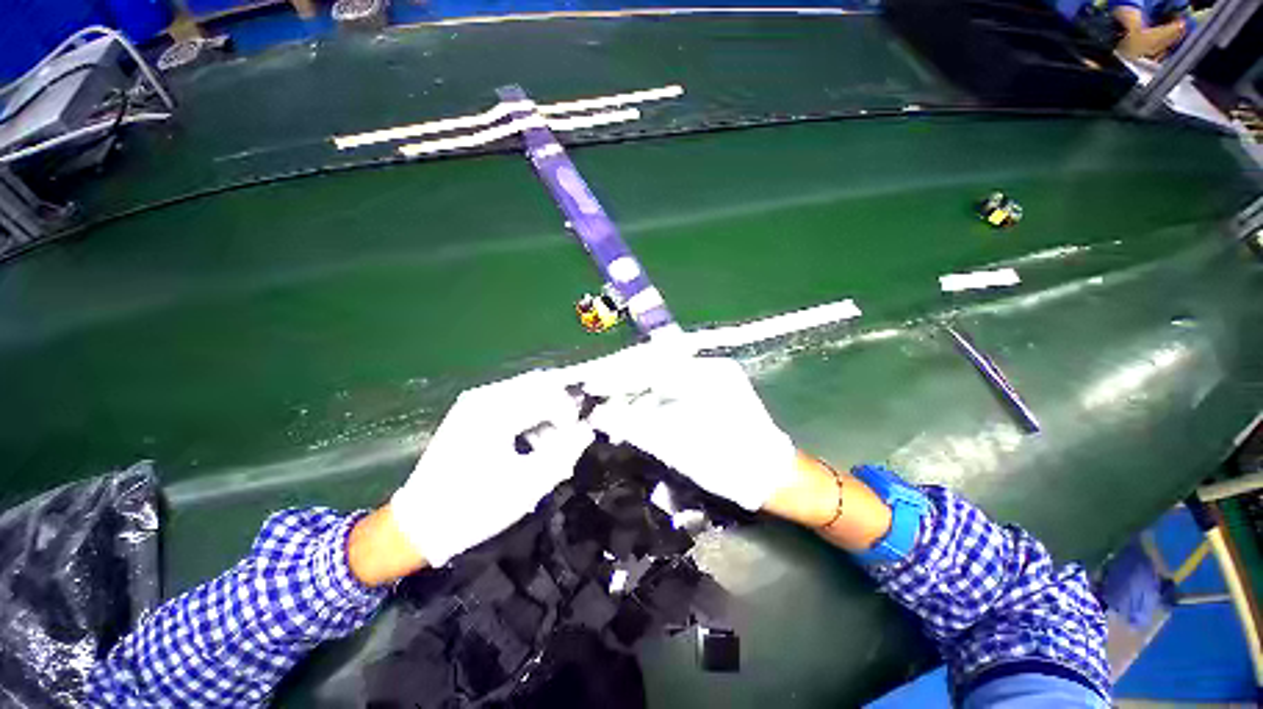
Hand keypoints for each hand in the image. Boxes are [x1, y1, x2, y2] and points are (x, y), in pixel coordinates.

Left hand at [390, 370, 593, 565]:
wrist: (420, 524)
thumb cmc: (475, 507)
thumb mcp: (528, 485)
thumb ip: (565, 452)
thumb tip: (588, 429)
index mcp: (495, 413)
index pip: (549, 396)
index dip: (571, 414)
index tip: (579, 438)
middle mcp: (485, 397)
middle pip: (540, 383)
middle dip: (563, 404)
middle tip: (573, 432)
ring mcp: (476, 401)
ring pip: (528, 390)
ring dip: (548, 410)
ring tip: (552, 444)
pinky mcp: (472, 410)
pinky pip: (514, 400)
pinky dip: (531, 414)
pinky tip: (532, 441)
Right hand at [585, 355, 797, 510]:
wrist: (770, 475)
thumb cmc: (727, 463)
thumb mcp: (675, 446)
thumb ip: (634, 426)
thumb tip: (598, 415)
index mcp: (704, 375)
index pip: (649, 365)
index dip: (617, 376)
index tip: (591, 386)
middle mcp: (708, 366)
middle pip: (653, 364)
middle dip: (622, 380)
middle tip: (597, 394)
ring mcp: (712, 375)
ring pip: (662, 375)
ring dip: (636, 391)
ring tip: (614, 409)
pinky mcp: (711, 388)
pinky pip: (673, 385)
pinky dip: (652, 398)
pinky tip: (638, 412)